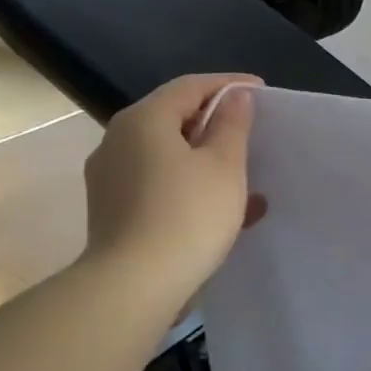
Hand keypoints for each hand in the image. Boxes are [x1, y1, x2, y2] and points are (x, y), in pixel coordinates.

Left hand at [80, 74, 264, 290]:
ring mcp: (110, 177)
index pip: (190, 86)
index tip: (260, 91)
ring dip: (204, 158)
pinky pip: (157, 182)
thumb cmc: (188, 215)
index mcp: (143, 120)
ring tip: (241, 174)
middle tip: (250, 130)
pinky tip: (218, 207)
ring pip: (166, 154)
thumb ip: (232, 124)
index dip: (229, 85)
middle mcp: (117, 140)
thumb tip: (235, 97)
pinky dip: (188, 184)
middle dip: (214, 122)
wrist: (134, 285)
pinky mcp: (112, 209)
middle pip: (173, 118)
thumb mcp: (224, 165)